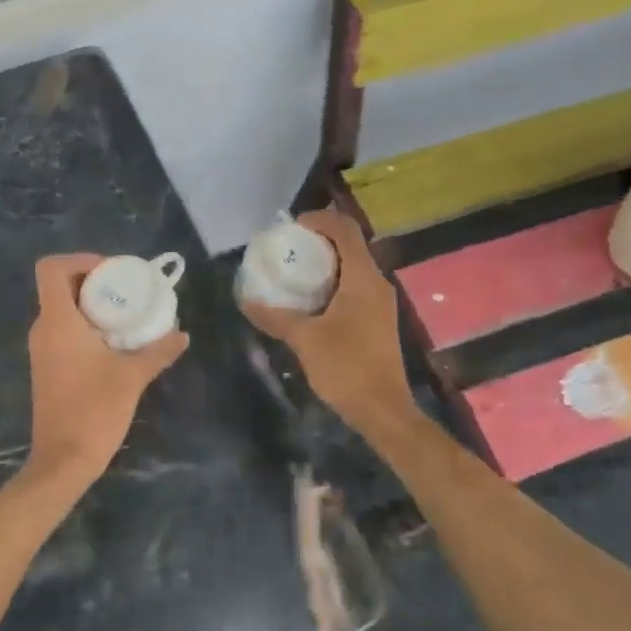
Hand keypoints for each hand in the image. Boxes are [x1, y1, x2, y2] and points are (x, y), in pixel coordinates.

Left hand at [26, 254, 188, 488]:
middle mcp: (43, 329)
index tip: (112, 272)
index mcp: (57, 321)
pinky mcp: (46, 367)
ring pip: (61, 309)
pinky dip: (85, 325)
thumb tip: (182, 334)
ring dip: (90, 304)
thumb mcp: (132, 376)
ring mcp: (41, 349)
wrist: (63, 461)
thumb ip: (158, 351)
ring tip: (126, 313)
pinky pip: (62, 330)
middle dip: (92, 281)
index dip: (79, 260)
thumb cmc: (94, 411)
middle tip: (126, 290)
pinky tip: (114, 342)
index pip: (51, 268)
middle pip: (59, 285)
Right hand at [240, 209, 408, 430]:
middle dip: (319, 240)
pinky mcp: (378, 319)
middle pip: (350, 245)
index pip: (345, 230)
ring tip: (294, 271)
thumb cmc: (346, 367)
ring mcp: (380, 302)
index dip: (320, 219)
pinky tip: (311, 300)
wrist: (383, 410)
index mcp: (363, 279)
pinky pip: (355, 286)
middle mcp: (376, 283)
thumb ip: (275, 316)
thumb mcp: (304, 339)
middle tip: (288, 247)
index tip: (292, 227)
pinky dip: (333, 282)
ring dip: (326, 262)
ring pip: (353, 266)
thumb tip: (246, 300)